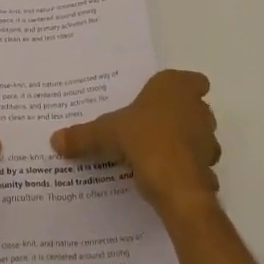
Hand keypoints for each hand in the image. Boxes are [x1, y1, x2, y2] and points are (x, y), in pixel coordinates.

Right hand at [50, 69, 220, 219]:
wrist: (175, 184)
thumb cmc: (143, 139)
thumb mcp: (105, 134)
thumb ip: (82, 136)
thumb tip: (54, 140)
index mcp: (175, 87)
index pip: (193, 80)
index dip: (183, 89)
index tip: (163, 100)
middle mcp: (198, 108)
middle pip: (196, 107)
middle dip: (180, 116)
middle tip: (152, 126)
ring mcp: (208, 139)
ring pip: (201, 136)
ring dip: (186, 143)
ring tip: (157, 153)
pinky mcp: (209, 167)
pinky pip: (198, 165)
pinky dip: (186, 170)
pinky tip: (166, 177)